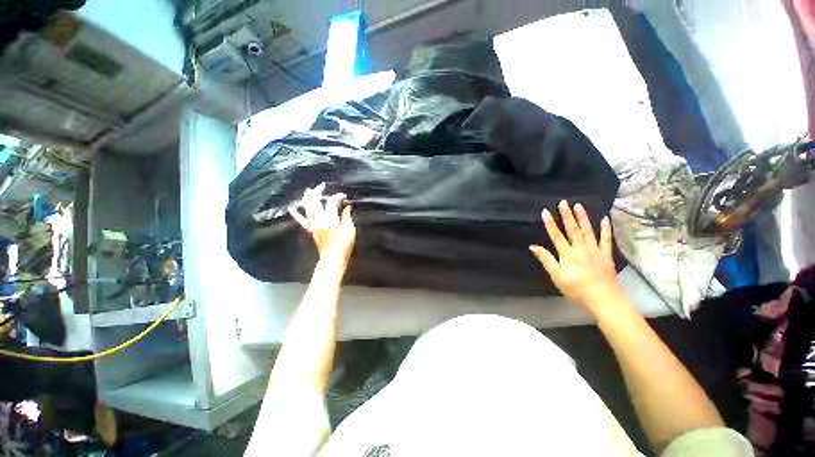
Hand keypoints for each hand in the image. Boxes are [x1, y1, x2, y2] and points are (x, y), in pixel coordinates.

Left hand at [289, 183, 355, 266]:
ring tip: (309, 190)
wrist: (333, 258)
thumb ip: (347, 216)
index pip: (332, 202)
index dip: (338, 197)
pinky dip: (296, 214)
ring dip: (307, 198)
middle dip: (318, 192)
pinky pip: (301, 220)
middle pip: (316, 202)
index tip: (344, 196)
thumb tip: (348, 206)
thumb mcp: (350, 230)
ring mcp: (313, 225)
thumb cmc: (344, 245)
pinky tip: (292, 208)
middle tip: (322, 186)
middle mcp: (319, 220)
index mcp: (331, 219)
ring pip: (308, 208)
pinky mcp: (311, 230)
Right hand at [529, 200, 624, 313]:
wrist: (604, 299)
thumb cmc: (577, 289)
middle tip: (563, 202)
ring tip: (578, 205)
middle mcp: (581, 248)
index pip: (556, 235)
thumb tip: (533, 246)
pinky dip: (606, 229)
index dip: (550, 223)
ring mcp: (595, 250)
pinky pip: (606, 239)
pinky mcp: (606, 255)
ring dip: (583, 217)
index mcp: (568, 254)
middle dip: (567, 215)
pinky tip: (605, 219)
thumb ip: (546, 260)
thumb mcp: (557, 277)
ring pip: (588, 231)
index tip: (545, 211)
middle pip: (573, 229)